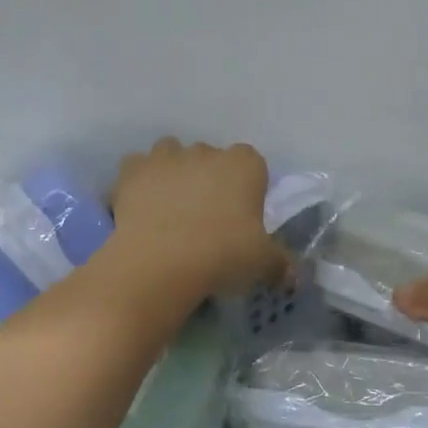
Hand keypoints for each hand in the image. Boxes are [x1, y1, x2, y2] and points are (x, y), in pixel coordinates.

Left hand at [110, 138, 289, 297]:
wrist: (160, 262)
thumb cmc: (222, 255)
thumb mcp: (262, 264)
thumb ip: (281, 265)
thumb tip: (295, 277)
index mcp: (244, 165)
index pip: (253, 165)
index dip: (247, 187)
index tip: (242, 215)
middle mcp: (206, 151)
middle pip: (211, 158)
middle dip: (210, 179)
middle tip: (207, 218)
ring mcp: (166, 157)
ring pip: (172, 153)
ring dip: (173, 172)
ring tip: (171, 208)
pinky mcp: (132, 170)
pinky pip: (137, 167)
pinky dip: (139, 182)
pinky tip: (140, 207)